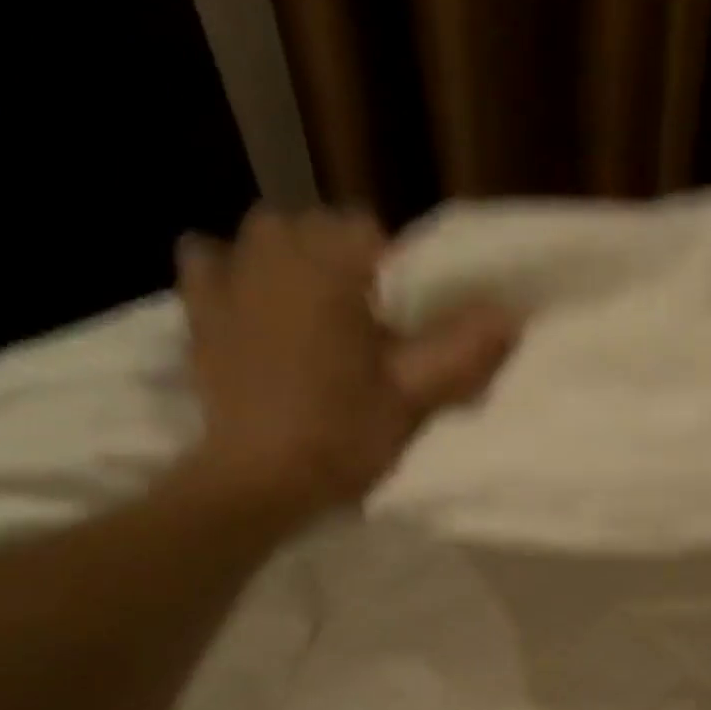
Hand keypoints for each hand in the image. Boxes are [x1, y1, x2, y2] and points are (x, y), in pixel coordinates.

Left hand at [177, 207, 516, 522]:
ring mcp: (230, 277)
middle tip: (362, 326)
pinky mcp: (199, 310)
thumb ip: (460, 350)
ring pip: (268, 238)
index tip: (401, 322)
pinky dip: (231, 274)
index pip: (372, 232)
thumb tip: (511, 313)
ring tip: (311, 313)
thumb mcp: (412, 397)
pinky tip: (250, 304)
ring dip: (293, 262)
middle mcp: (276, 252)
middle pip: (319, 229)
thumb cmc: (342, 436)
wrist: (259, 479)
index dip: (394, 273)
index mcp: (331, 267)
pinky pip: (210, 262)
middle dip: (345, 265)